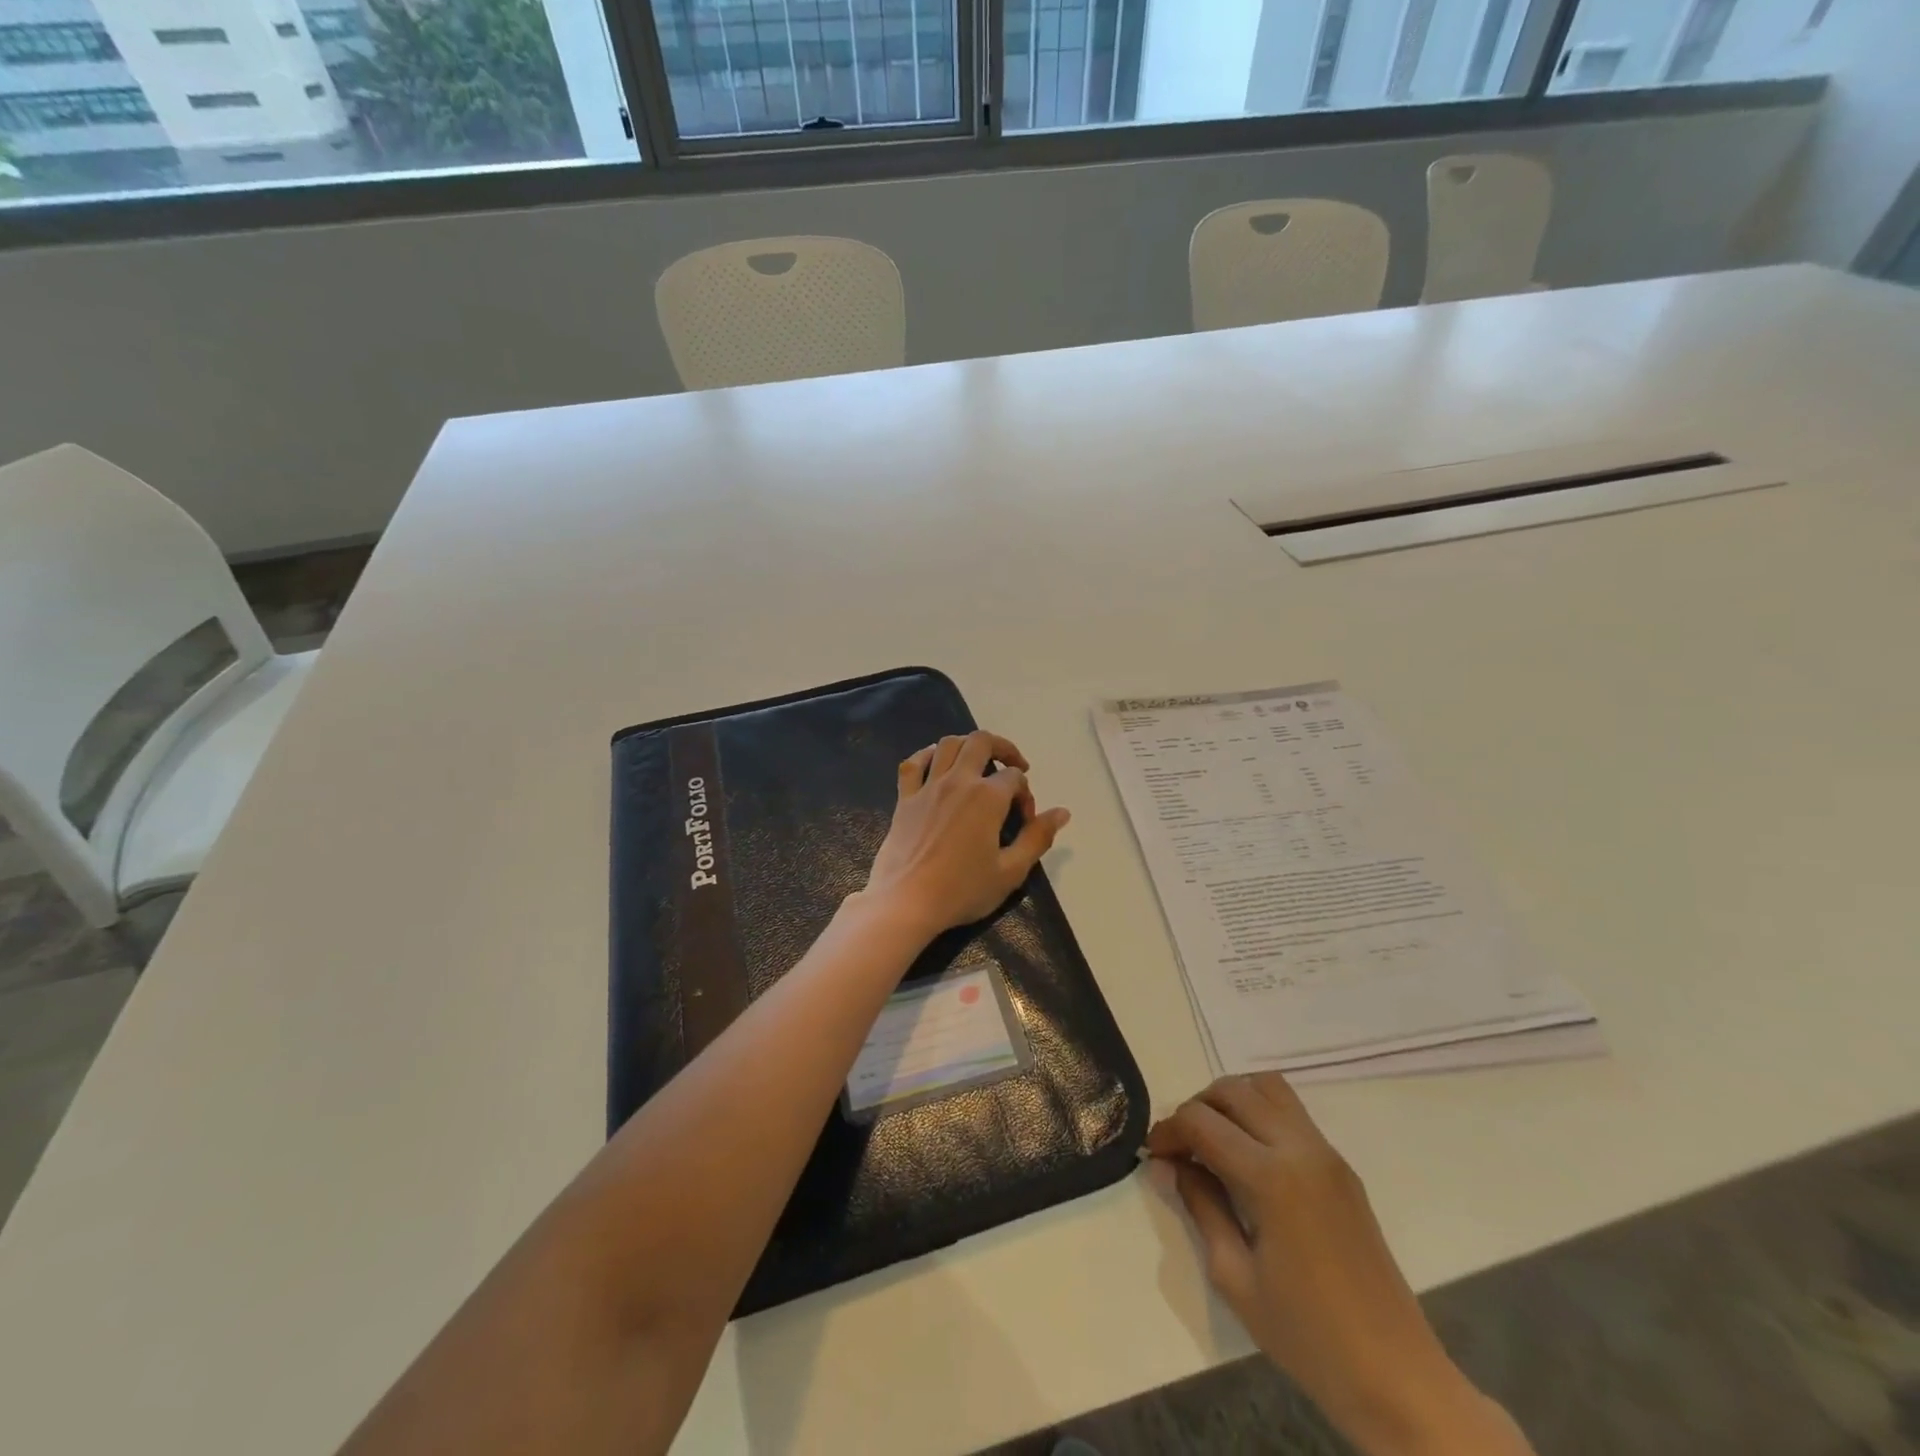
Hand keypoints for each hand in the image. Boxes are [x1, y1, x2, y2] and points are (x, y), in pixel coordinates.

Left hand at [861, 730, 1070, 940]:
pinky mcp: (905, 799)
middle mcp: (958, 781)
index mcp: (987, 798)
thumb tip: (1062, 812)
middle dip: (1003, 748)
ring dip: (968, 745)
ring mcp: (928, 787)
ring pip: (948, 744)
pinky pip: (914, 763)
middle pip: (982, 742)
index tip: (1025, 820)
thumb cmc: (962, 890)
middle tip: (1014, 767)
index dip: (1026, 794)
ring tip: (979, 762)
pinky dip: (927, 755)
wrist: (906, 902)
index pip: (1014, 778)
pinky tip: (937, 764)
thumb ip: (1038, 838)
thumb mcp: (1011, 871)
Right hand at [1148, 1074, 1533, 1455]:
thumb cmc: (1307, 1336)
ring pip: (1266, 1087)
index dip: (1168, 1131)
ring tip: (1215, 1140)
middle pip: (1233, 1090)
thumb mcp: (1235, 1277)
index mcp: (1271, 1177)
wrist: (1397, 1377)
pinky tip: (1249, 1156)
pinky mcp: (1342, 1167)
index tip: (1153, 1154)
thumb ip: (1199, 1206)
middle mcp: (1300, 1148)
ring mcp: (1326, 1153)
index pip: (1202, 1122)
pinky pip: (1292, 1112)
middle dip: (1196, 1107)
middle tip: (1181, 1147)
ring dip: (1231, 1100)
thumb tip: (1167, 1164)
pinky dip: (1260, 1113)